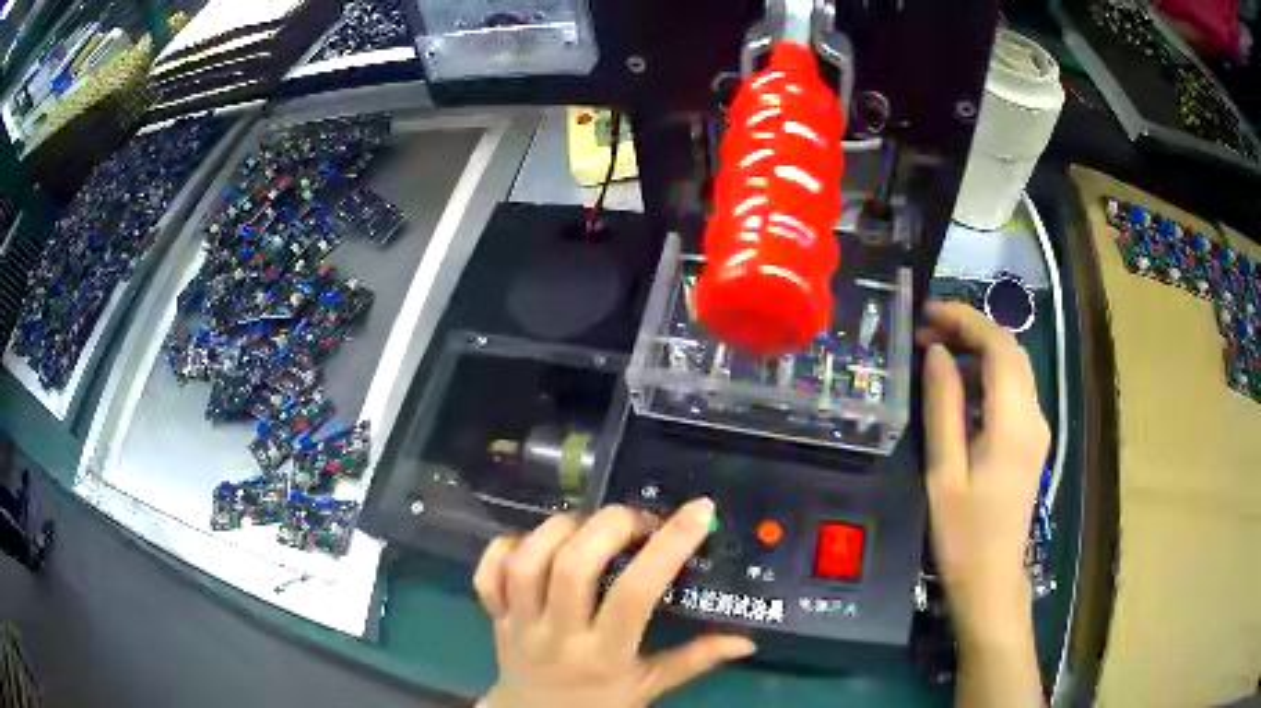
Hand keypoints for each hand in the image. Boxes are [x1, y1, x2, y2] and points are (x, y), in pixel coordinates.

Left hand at [474, 499, 756, 707]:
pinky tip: (532, 542)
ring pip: (526, 563)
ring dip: (559, 529)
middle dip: (609, 526)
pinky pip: (487, 574)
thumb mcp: (650, 688)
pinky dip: (504, 546)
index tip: (699, 511)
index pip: (634, 595)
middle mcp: (559, 635)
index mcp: (605, 655)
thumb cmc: (600, 704)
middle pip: (572, 567)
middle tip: (636, 520)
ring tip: (588, 525)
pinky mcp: (494, 616)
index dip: (668, 547)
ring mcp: (519, 624)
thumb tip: (746, 640)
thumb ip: (696, 661)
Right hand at [917, 301, 1050, 647]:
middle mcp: (1034, 417)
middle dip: (971, 330)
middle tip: (927, 330)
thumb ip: (943, 408)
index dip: (966, 320)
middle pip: (1011, 351)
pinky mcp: (1032, 442)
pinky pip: (1014, 392)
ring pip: (1014, 369)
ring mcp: (1037, 429)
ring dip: (979, 352)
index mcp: (1013, 424)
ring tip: (936, 355)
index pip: (999, 347)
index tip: (928, 312)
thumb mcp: (944, 473)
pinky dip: (987, 377)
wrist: (993, 580)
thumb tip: (939, 354)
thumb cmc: (963, 534)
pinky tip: (959, 390)